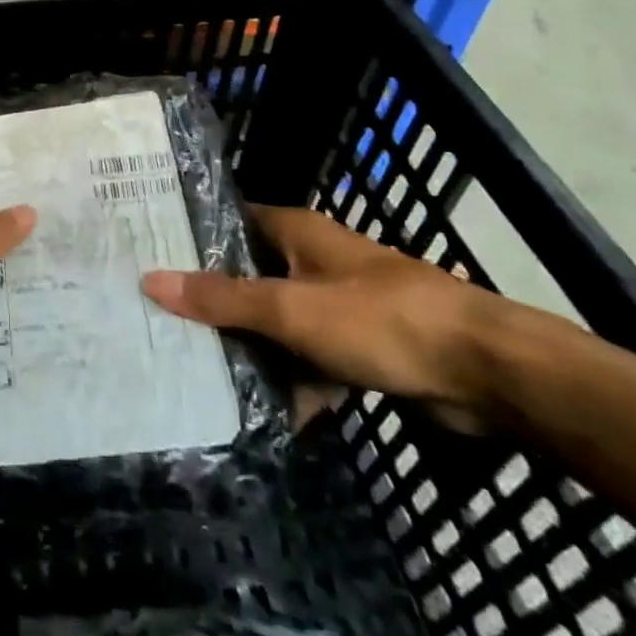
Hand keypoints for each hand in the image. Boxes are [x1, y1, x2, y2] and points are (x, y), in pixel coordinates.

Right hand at [142, 206, 509, 430]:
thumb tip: (151, 279)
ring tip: (199, 370)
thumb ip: (222, 298)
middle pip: (251, 274)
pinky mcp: (362, 346)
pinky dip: (295, 382)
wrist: (485, 372)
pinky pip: (312, 359)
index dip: (193, 234)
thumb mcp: (290, 309)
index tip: (150, 252)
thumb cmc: (379, 320)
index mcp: (296, 232)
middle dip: (215, 301)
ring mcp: (339, 304)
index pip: (230, 220)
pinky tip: (267, 414)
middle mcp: (313, 260)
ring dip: (253, 347)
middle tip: (163, 319)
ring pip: (280, 320)